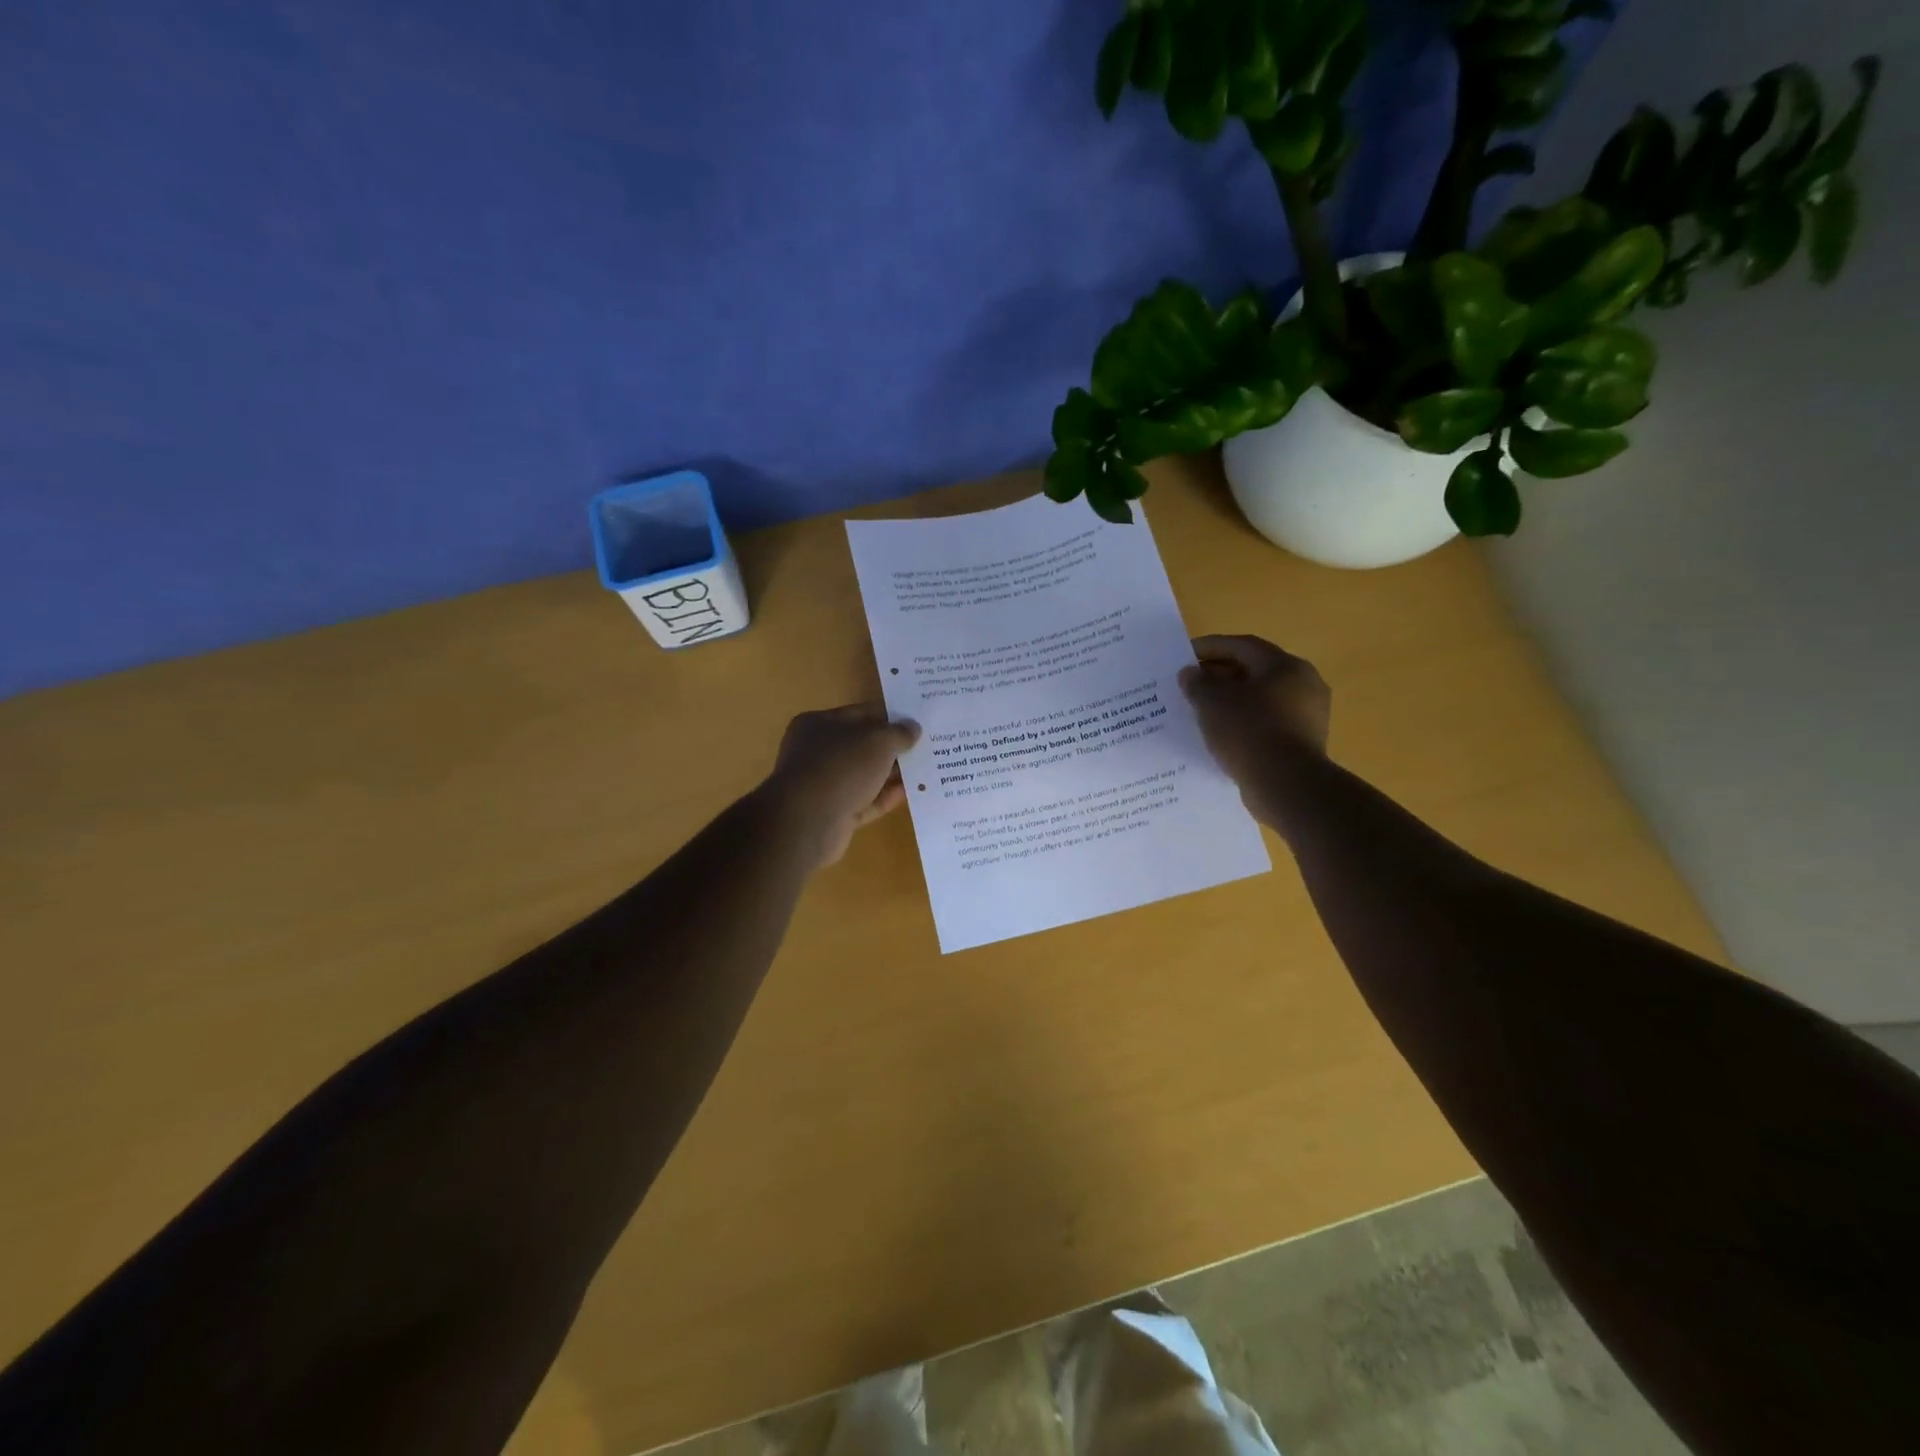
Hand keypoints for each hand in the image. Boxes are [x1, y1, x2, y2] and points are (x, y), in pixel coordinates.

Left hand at [762, 704, 920, 866]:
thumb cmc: (841, 766)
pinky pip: (865, 801)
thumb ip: (899, 733)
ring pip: (865, 775)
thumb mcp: (878, 741)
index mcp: (818, 724)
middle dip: (893, 747)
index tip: (917, 719)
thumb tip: (913, 728)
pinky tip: (912, 793)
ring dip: (892, 773)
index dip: (889, 715)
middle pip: (862, 746)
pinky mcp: (834, 814)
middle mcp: (817, 752)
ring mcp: (824, 785)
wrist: (809, 821)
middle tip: (927, 745)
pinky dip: (886, 797)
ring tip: (926, 769)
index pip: (860, 714)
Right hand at [1178, 634, 1330, 811]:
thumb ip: (1198, 683)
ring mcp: (1307, 715)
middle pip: (1254, 671)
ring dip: (1231, 701)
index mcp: (1285, 666)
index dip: (1211, 647)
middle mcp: (1303, 684)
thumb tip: (1190, 673)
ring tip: (1201, 710)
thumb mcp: (1212, 703)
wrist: (1287, 786)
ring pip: (1261, 699)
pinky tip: (1222, 735)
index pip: (1243, 646)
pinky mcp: (1303, 742)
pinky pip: (1267, 723)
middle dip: (1220, 675)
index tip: (1184, 656)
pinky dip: (1244, 723)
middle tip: (1190, 684)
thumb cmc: (1249, 732)